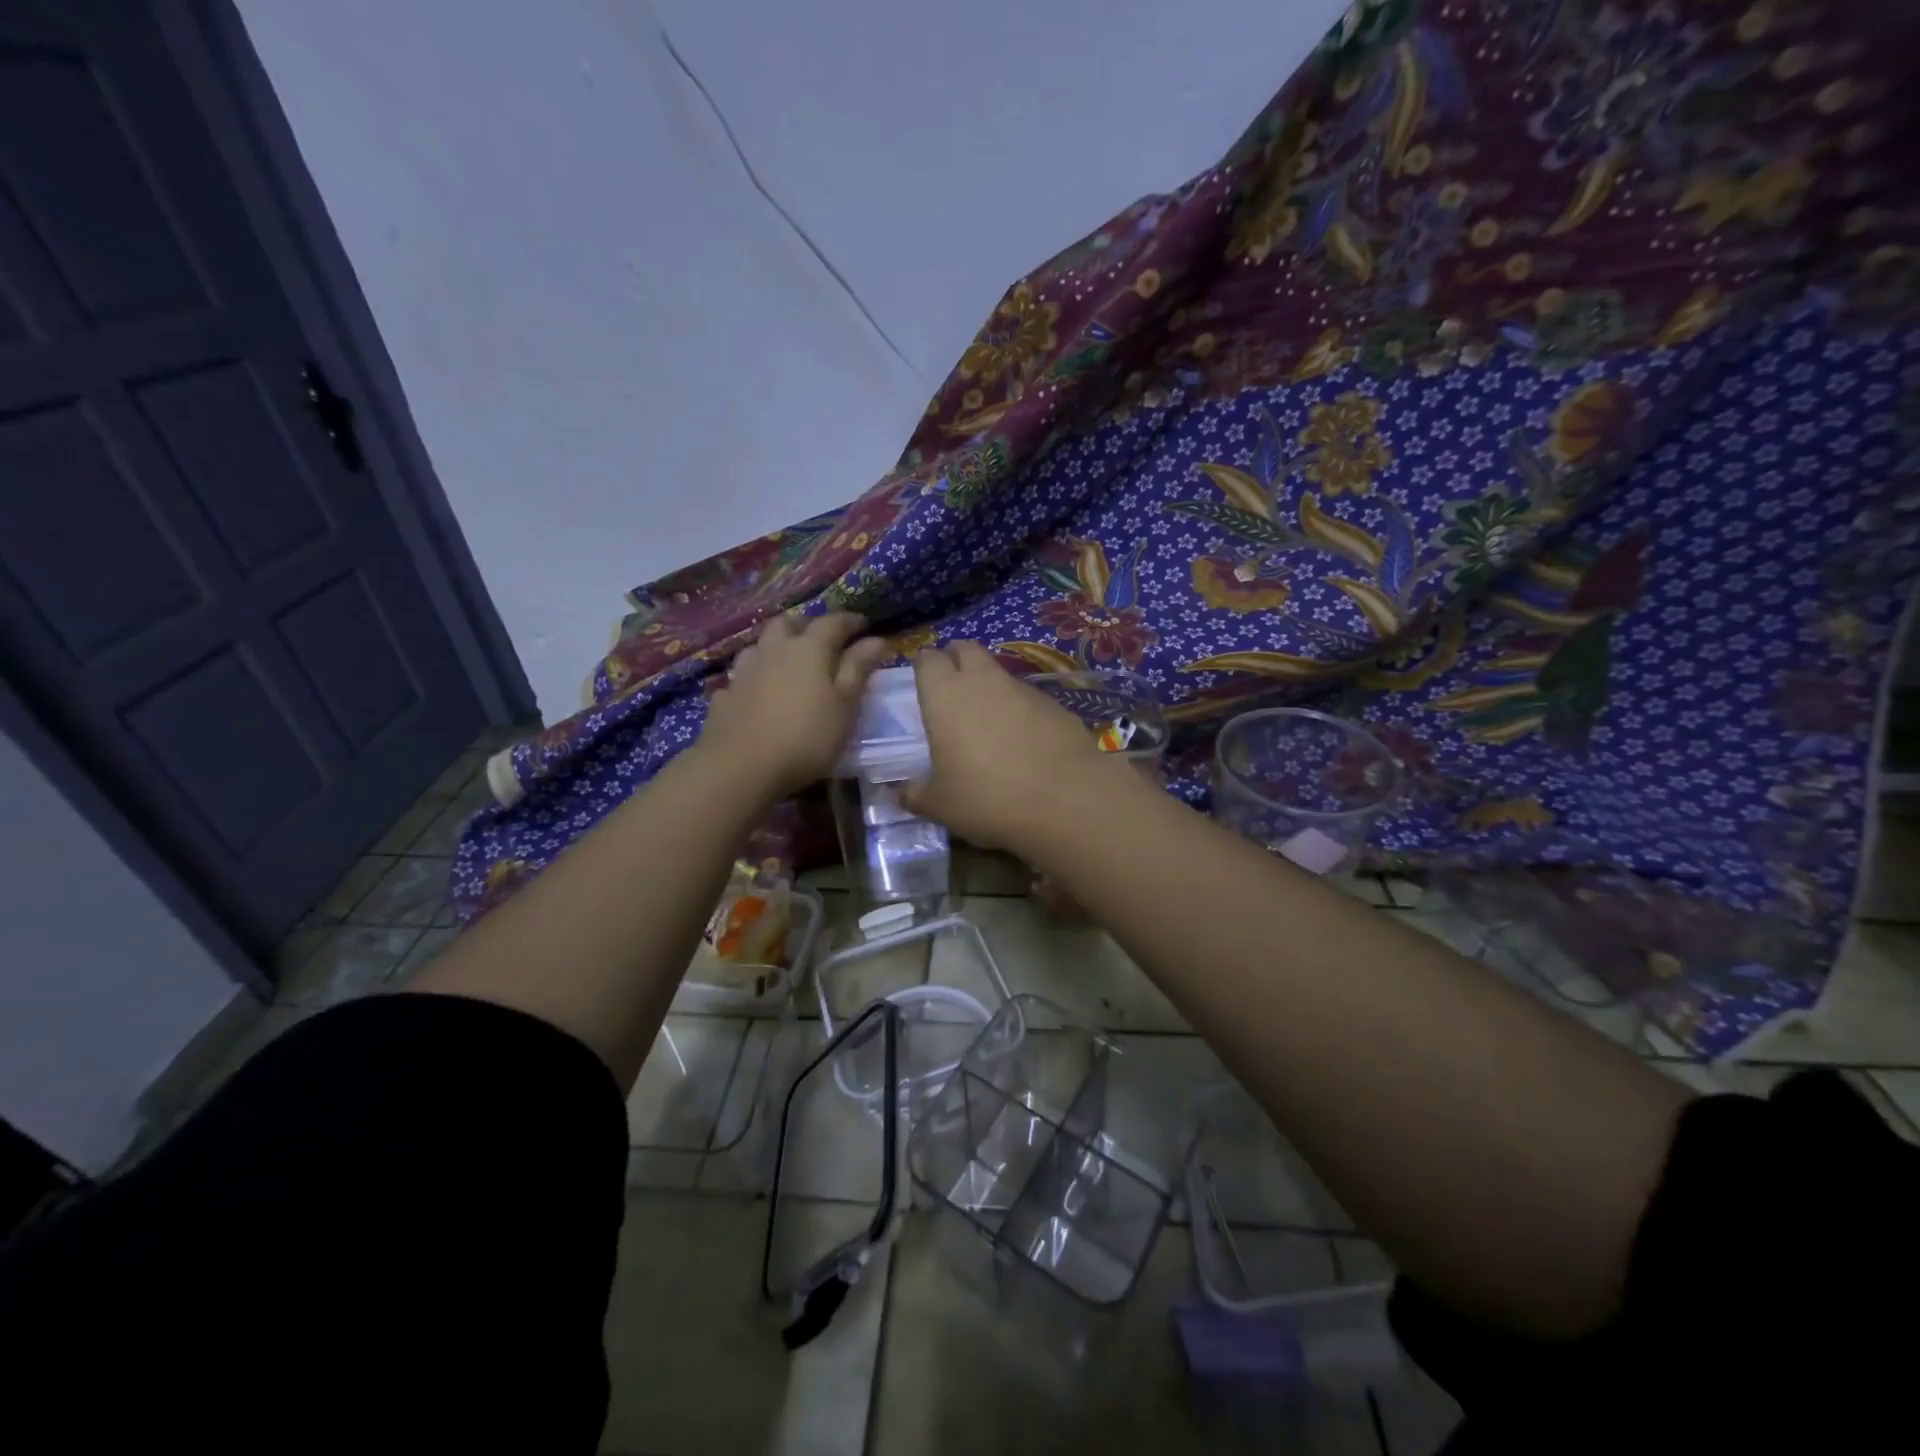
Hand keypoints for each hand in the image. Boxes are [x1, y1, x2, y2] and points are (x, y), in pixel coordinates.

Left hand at [699, 613, 888, 798]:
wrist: (740, 767)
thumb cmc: (806, 737)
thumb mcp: (845, 706)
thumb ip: (858, 670)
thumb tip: (876, 640)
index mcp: (809, 649)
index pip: (832, 622)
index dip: (850, 621)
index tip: (864, 625)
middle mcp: (774, 650)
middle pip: (788, 623)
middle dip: (807, 625)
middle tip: (822, 639)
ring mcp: (744, 671)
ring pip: (761, 645)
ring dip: (776, 647)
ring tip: (788, 663)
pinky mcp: (724, 695)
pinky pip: (742, 675)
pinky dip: (754, 677)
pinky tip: (758, 692)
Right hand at [898, 641, 1123, 849]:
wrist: (1066, 799)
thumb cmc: (988, 797)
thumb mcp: (941, 805)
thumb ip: (916, 795)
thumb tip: (902, 794)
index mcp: (945, 695)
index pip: (927, 659)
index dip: (923, 668)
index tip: (921, 685)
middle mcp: (982, 680)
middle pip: (965, 649)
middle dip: (955, 659)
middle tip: (950, 688)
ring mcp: (1023, 688)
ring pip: (998, 671)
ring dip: (989, 685)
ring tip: (986, 720)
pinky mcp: (1054, 703)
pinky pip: (1027, 696)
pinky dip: (1019, 708)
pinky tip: (1022, 740)